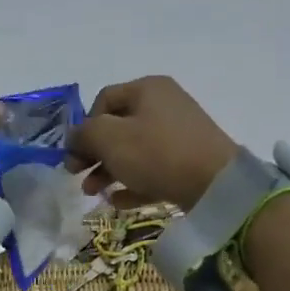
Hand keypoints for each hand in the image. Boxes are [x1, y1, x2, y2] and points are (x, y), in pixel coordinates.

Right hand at [68, 76, 238, 210]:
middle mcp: (164, 105)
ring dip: (107, 171)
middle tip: (76, 175)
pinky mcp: (187, 162)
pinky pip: (152, 170)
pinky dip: (132, 183)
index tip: (75, 153)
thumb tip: (75, 137)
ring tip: (94, 193)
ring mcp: (178, 135)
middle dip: (93, 153)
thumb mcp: (109, 138)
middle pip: (117, 127)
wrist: (215, 184)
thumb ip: (84, 134)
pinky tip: (118, 201)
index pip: (103, 100)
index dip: (84, 126)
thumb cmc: (156, 153)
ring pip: (132, 151)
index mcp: (147, 89)